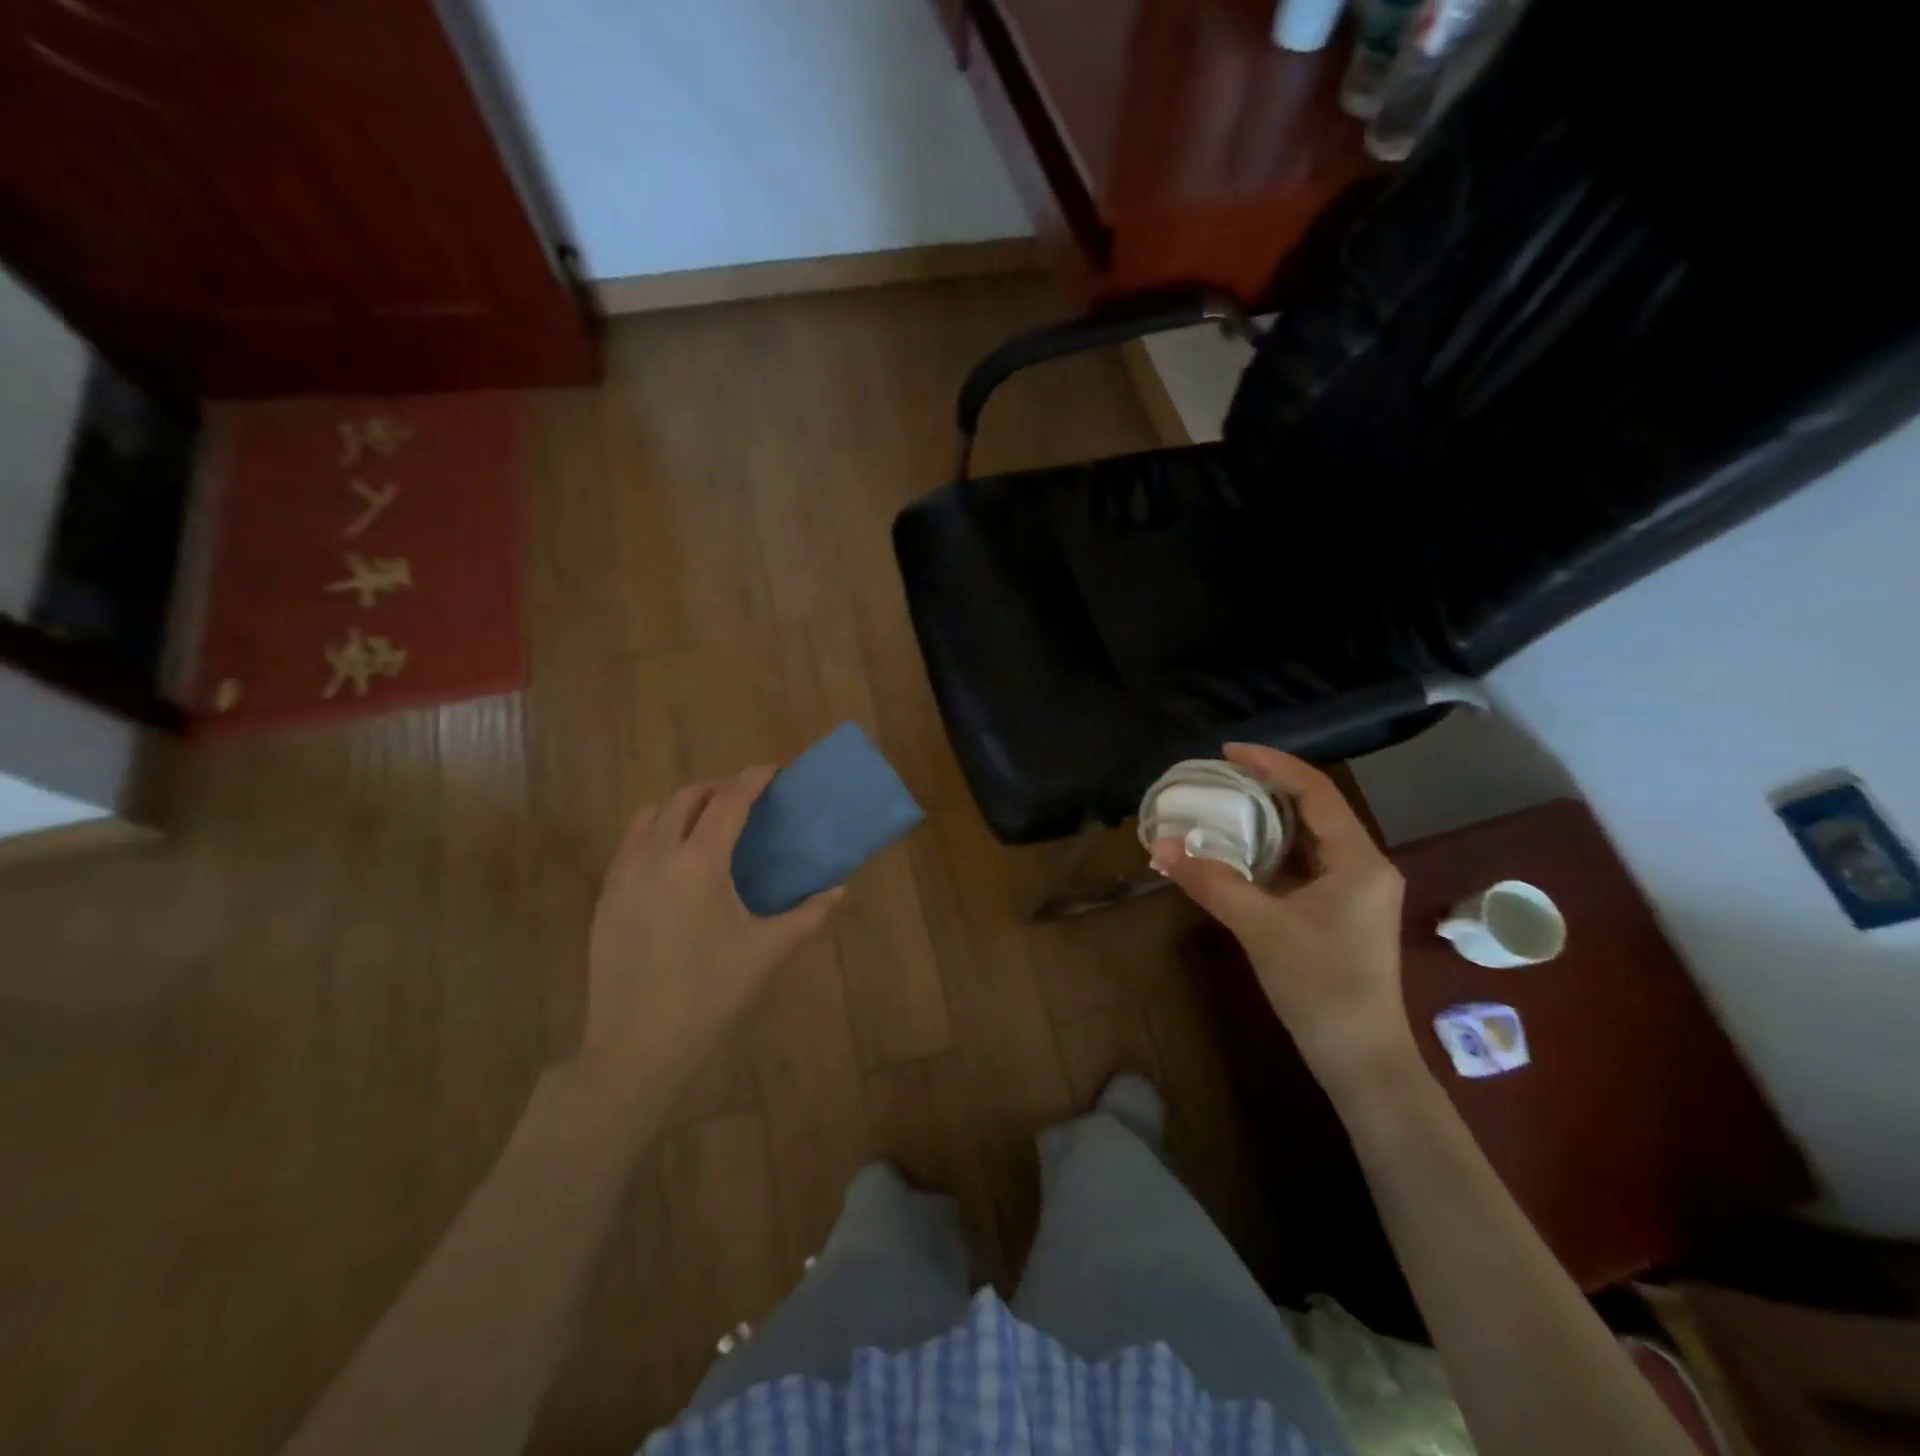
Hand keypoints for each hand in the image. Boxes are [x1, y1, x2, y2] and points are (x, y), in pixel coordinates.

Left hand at [577, 766, 843, 1102]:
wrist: (636, 1046)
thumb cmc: (710, 995)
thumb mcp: (767, 952)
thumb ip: (809, 915)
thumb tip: (840, 890)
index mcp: (699, 863)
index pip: (729, 800)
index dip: (754, 778)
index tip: (775, 770)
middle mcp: (656, 855)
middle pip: (686, 797)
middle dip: (718, 788)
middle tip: (745, 802)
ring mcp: (623, 874)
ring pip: (650, 814)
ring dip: (682, 806)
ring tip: (706, 825)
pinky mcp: (605, 896)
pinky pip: (630, 843)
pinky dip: (656, 831)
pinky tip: (674, 862)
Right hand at [1150, 745, 1414, 1091]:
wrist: (1360, 1058)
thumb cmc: (1320, 987)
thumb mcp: (1261, 928)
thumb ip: (1212, 882)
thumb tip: (1160, 847)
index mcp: (1359, 859)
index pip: (1315, 791)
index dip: (1272, 764)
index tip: (1228, 751)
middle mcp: (1364, 864)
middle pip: (1314, 808)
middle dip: (1266, 787)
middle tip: (1218, 777)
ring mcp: (1355, 889)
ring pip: (1309, 836)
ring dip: (1267, 819)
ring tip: (1222, 804)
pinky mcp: (1341, 909)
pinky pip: (1305, 863)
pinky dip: (1271, 850)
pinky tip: (1239, 851)